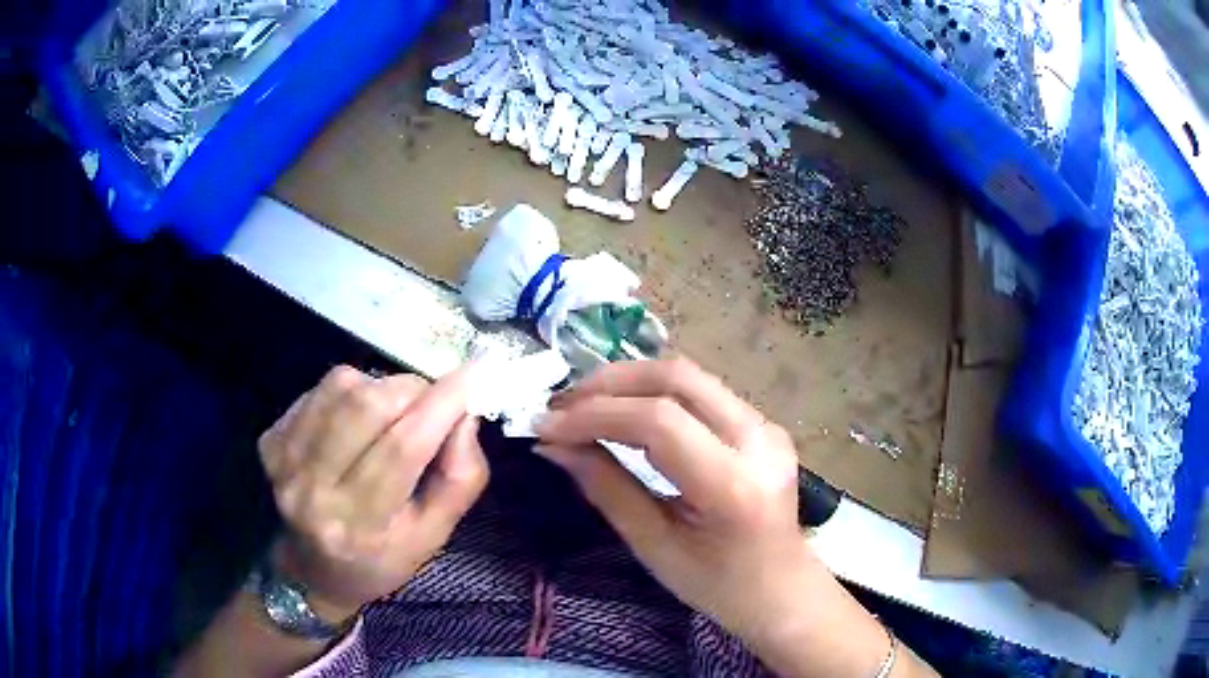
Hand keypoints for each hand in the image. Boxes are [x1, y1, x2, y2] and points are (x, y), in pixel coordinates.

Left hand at [258, 366, 487, 620]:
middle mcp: (314, 491)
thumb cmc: (381, 558)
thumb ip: (459, 481)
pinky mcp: (271, 438)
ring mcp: (285, 461)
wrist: (312, 568)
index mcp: (360, 526)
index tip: (475, 375)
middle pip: (368, 407)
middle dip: (413, 390)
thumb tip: (465, 417)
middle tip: (432, 402)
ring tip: (394, 413)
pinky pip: (321, 389)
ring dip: (382, 387)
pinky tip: (358, 418)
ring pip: (343, 387)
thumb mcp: (433, 537)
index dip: (442, 405)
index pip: (403, 450)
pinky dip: (353, 390)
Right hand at [536, 358, 917, 676]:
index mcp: (734, 486)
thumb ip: (606, 488)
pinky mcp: (764, 424)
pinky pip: (702, 392)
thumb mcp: (655, 547)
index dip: (595, 415)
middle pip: (677, 378)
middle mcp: (760, 441)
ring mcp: (767, 426)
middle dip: (609, 383)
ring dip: (630, 382)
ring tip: (582, 405)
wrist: (783, 591)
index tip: (546, 426)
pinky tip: (624, 411)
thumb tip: (553, 445)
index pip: (659, 422)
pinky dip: (654, 393)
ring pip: (690, 376)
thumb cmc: (719, 587)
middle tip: (561, 406)